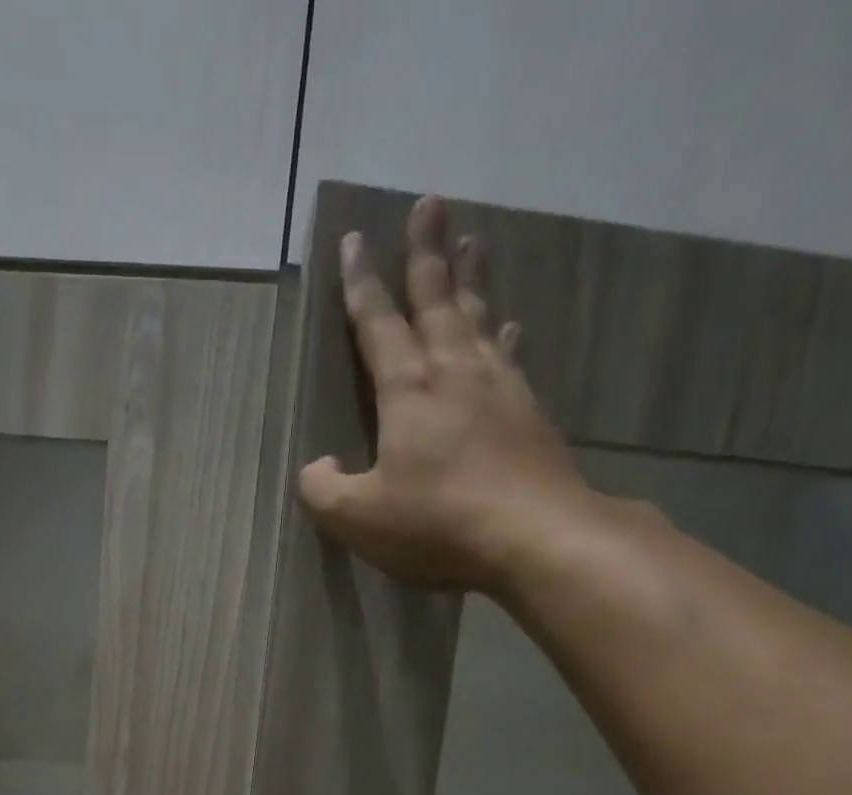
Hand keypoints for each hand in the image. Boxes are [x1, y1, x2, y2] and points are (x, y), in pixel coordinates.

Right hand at [298, 194, 599, 595]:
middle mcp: (454, 373)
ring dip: (471, 278)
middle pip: (438, 299)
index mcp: (408, 391)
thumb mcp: (359, 517)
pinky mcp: (529, 411)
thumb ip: (323, 490)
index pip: (379, 324)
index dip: (362, 284)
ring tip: (472, 240)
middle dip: (426, 253)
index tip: (354, 240)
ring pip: (478, 318)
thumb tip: (316, 467)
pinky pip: (509, 356)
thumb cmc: (438, 522)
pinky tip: (508, 325)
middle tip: (429, 203)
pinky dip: (503, 334)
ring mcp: (498, 388)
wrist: (535, 535)